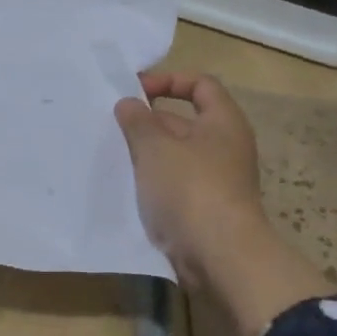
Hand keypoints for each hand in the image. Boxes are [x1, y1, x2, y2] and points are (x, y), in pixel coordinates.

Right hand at [114, 71, 268, 271]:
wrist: (220, 255)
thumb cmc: (191, 188)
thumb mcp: (156, 147)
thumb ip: (138, 120)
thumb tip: (129, 103)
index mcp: (222, 123)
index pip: (200, 84)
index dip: (168, 80)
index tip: (135, 91)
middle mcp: (223, 147)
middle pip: (183, 120)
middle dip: (147, 120)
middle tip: (112, 125)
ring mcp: (215, 179)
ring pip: (174, 154)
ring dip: (145, 152)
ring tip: (112, 153)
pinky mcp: (202, 207)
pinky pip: (173, 182)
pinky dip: (151, 179)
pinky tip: (125, 183)